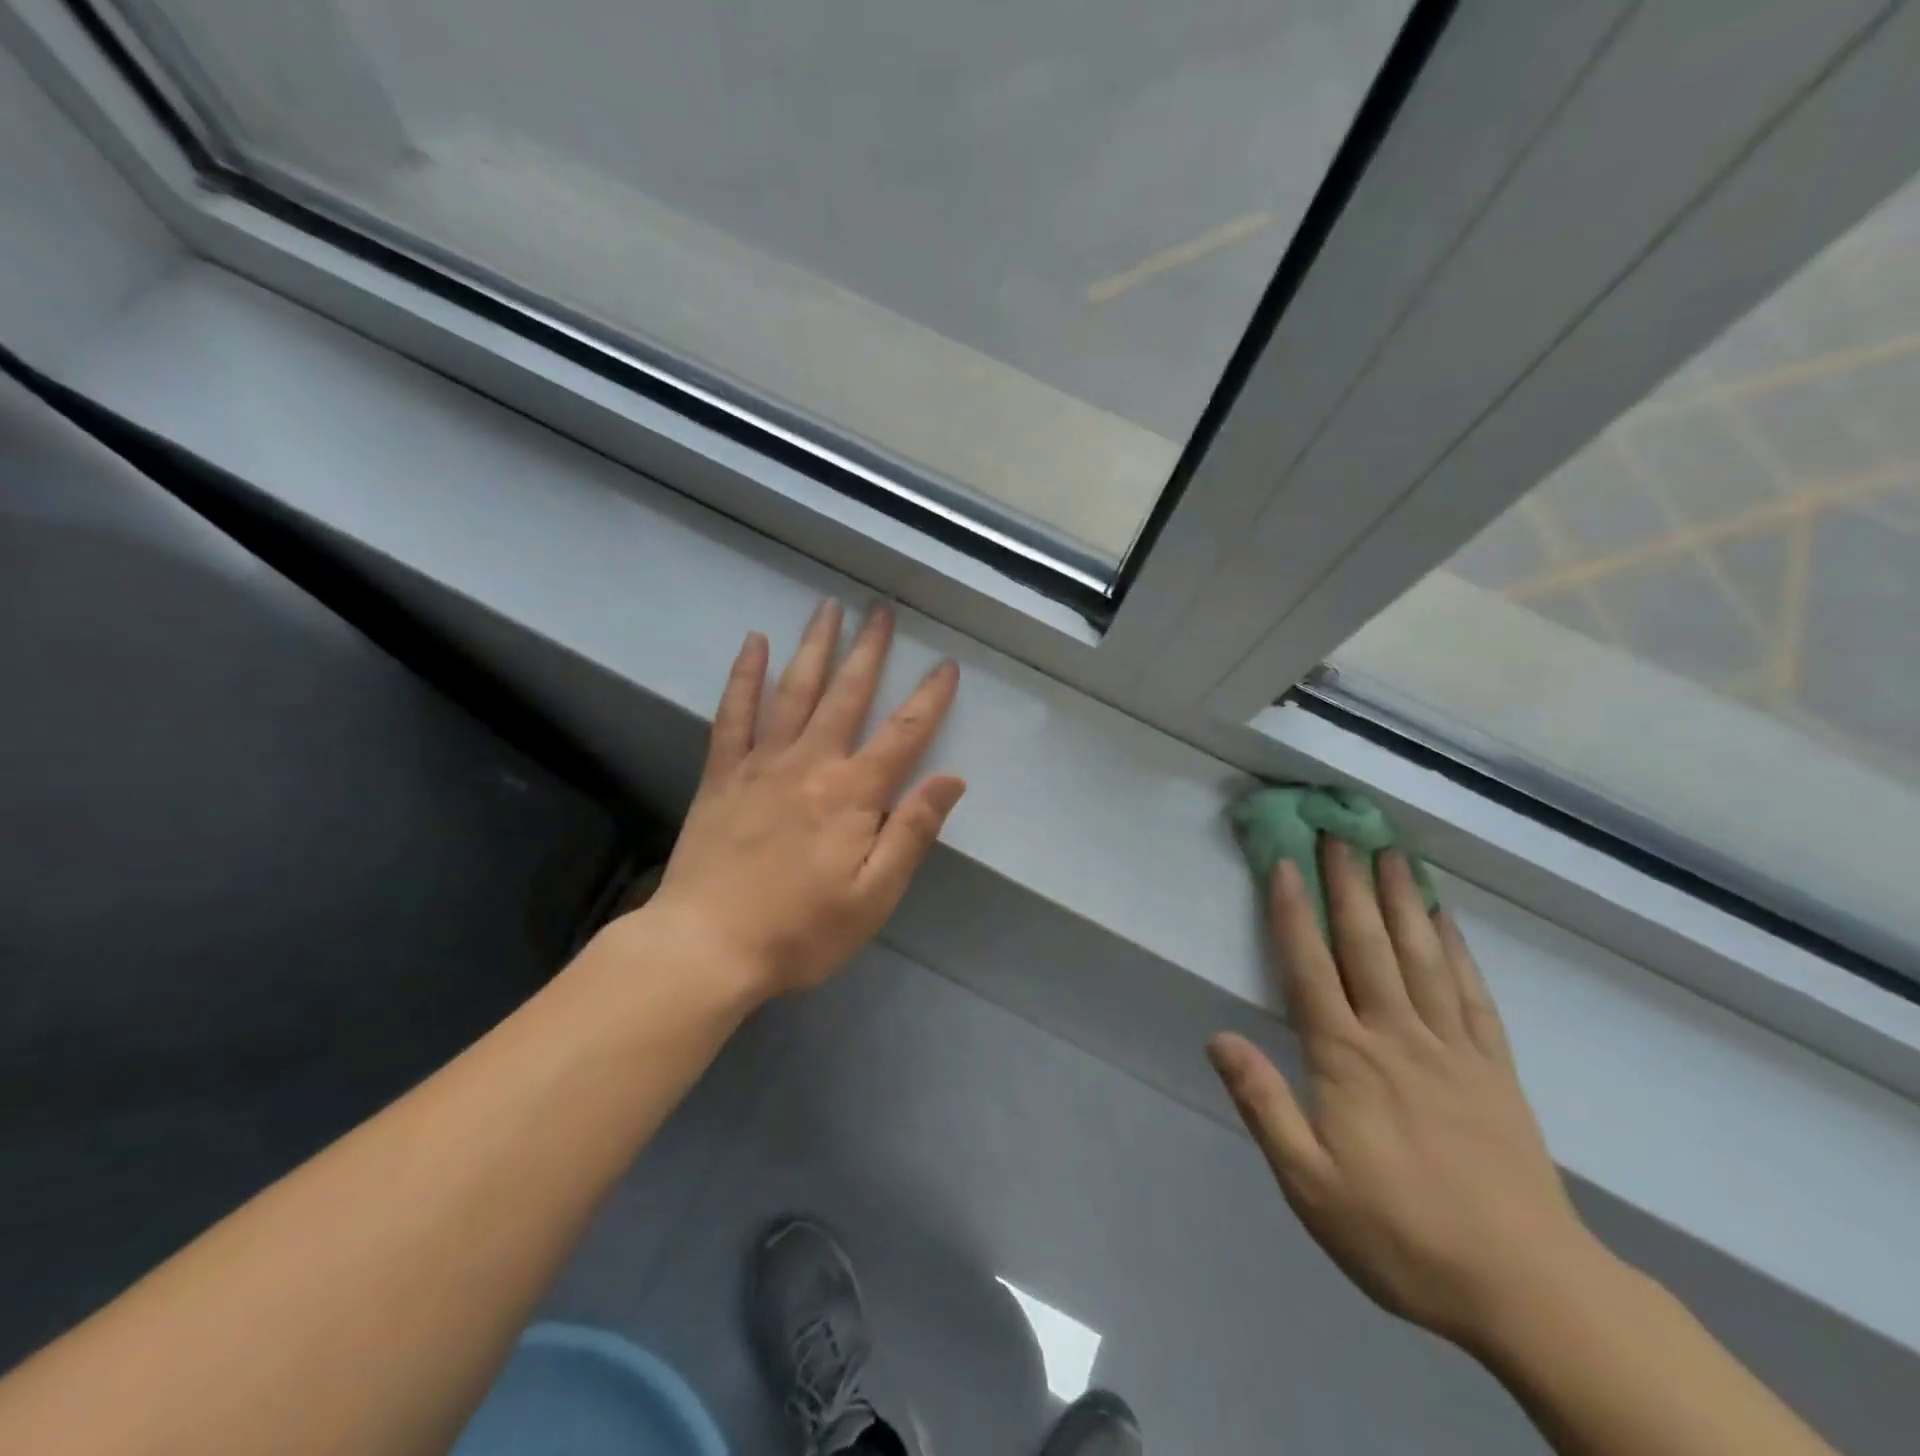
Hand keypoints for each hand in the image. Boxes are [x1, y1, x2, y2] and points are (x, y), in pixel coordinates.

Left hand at [636, 599, 964, 999]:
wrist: (706, 947)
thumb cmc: (800, 930)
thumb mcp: (873, 896)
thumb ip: (913, 832)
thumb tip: (951, 779)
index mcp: (853, 794)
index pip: (903, 734)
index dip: (929, 698)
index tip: (947, 665)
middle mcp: (810, 763)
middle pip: (847, 694)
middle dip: (869, 650)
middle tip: (881, 610)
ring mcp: (761, 763)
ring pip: (794, 690)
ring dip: (814, 646)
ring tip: (828, 608)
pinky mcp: (722, 774)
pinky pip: (734, 713)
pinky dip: (744, 675)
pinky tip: (754, 644)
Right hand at [1208, 841, 1605, 1353]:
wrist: (1528, 1290)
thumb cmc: (1401, 1235)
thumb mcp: (1309, 1184)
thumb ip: (1263, 1104)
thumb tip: (1218, 1038)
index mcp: (1346, 1059)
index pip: (1310, 967)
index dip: (1292, 911)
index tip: (1284, 861)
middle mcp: (1396, 1036)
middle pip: (1367, 944)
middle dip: (1348, 884)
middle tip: (1339, 832)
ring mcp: (1452, 1048)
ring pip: (1421, 956)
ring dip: (1402, 900)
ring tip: (1392, 853)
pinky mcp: (1495, 1070)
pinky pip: (1473, 995)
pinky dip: (1459, 951)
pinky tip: (1448, 920)